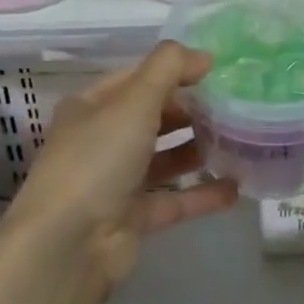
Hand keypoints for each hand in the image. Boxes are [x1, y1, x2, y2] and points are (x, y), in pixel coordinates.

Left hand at [0, 42, 239, 287]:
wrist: (66, 248)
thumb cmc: (97, 159)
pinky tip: (234, 187)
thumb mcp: (134, 101)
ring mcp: (114, 182)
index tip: (215, 71)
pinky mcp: (131, 220)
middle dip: (189, 110)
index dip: (174, 71)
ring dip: (196, 149)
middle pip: (151, 116)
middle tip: (231, 106)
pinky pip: (172, 200)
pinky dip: (201, 193)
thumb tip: (203, 56)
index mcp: (91, 106)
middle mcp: (100, 140)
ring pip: (162, 158)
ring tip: (236, 141)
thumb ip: (169, 68)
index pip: (137, 78)